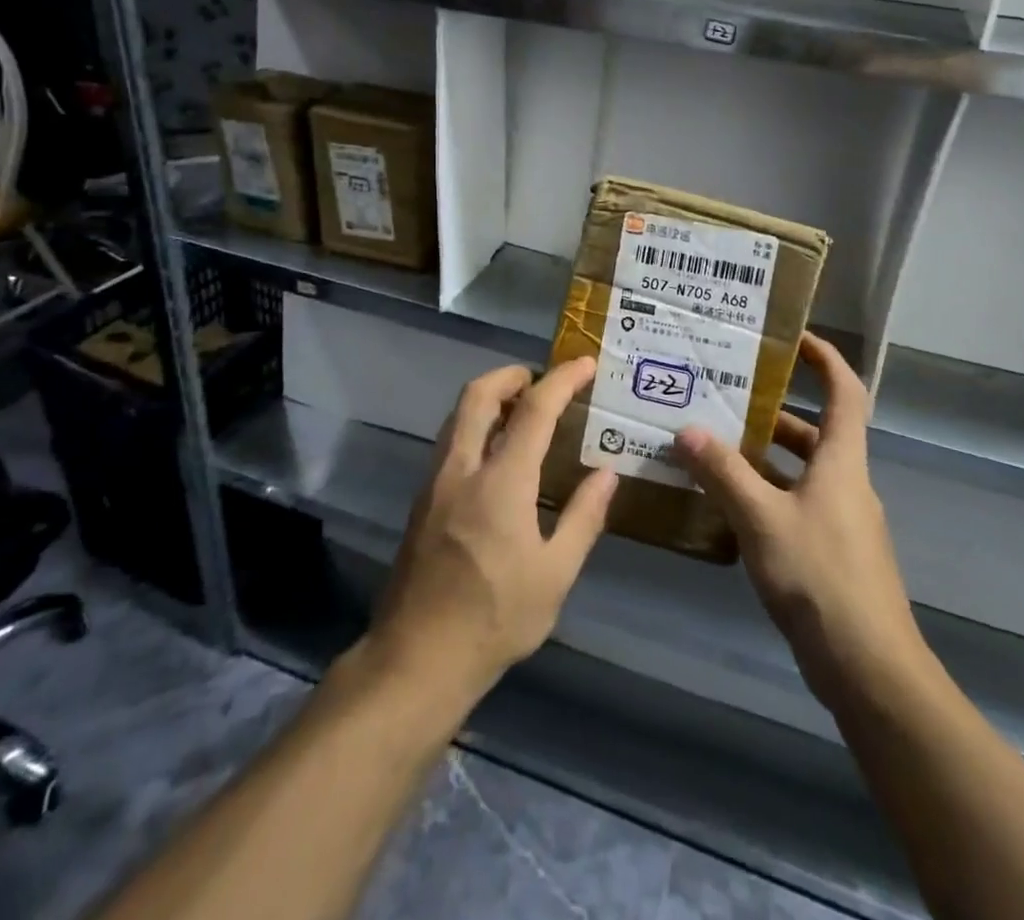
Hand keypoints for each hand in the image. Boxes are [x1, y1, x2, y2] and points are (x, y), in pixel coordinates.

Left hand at [364, 357, 618, 706]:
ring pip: (458, 415)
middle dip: (512, 375)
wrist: (416, 659)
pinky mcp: (422, 501)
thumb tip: (607, 473)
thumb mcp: (555, 575)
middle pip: (478, 394)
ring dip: (489, 398)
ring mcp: (435, 483)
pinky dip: (475, 425)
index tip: (586, 364)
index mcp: (501, 483)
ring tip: (522, 411)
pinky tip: (497, 454)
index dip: (562, 380)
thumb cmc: (494, 619)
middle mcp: (462, 469)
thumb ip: (583, 517)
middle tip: (542, 381)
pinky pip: (450, 441)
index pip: (534, 410)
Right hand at [675, 333, 920, 710]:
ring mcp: (840, 520)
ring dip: (763, 455)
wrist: (869, 669)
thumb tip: (686, 430)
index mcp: (841, 461)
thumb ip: (724, 474)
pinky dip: (764, 493)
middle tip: (727, 395)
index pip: (845, 392)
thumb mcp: (763, 519)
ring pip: (800, 470)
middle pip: (816, 430)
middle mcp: (845, 482)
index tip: (792, 337)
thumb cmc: (820, 577)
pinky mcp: (829, 552)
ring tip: (713, 443)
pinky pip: (794, 504)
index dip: (825, 358)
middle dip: (775, 409)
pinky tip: (726, 503)